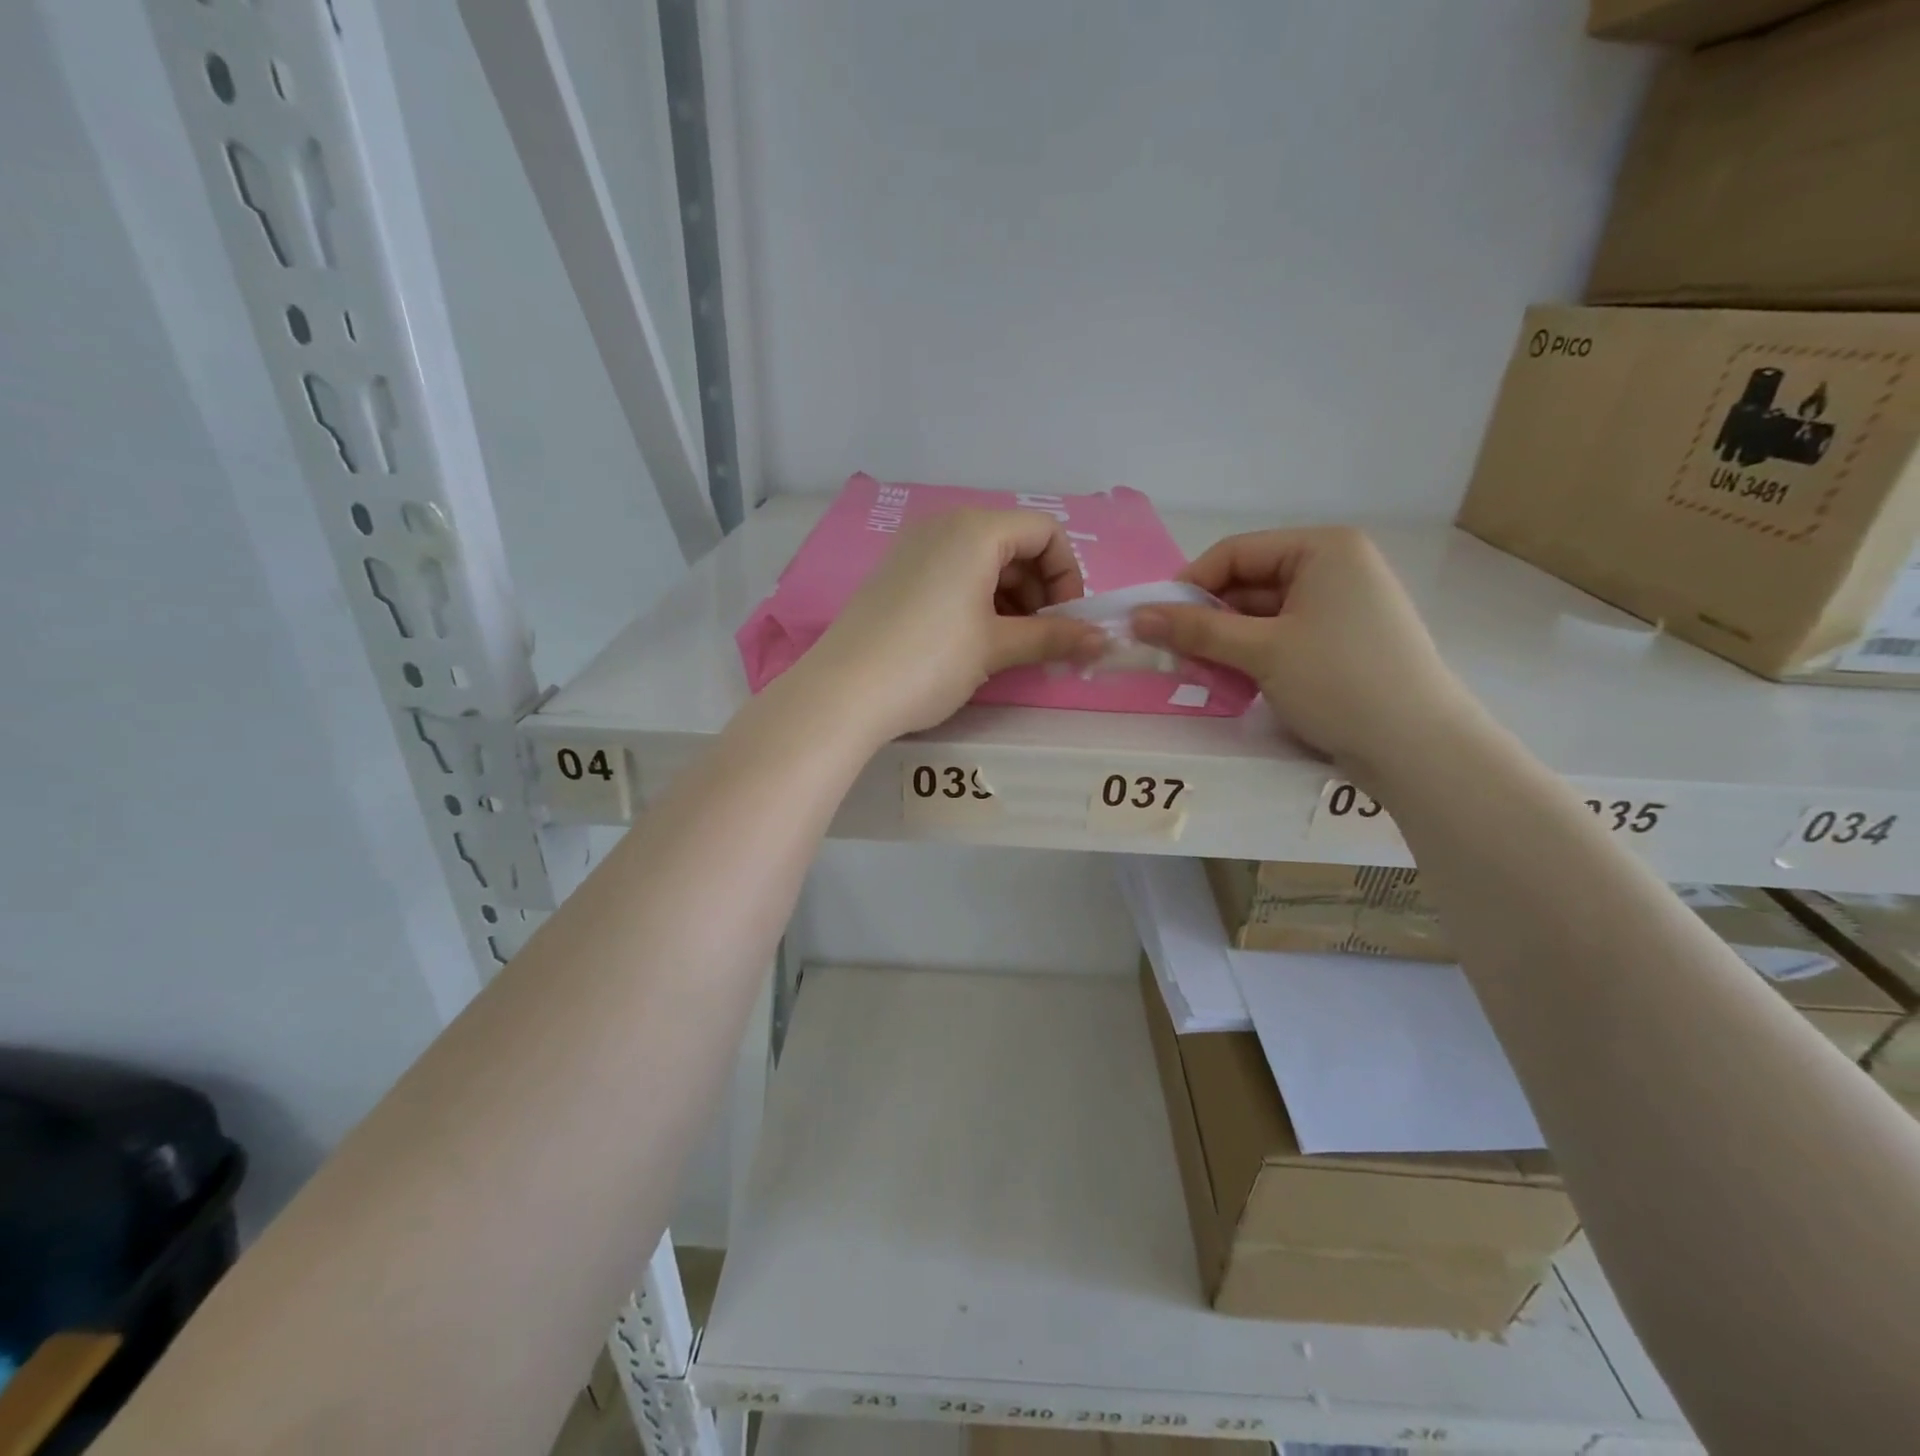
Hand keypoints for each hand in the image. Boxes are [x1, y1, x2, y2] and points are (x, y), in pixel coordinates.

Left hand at [799, 510, 1105, 741]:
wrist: (843, 692)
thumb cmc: (930, 660)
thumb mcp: (996, 647)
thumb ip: (1053, 637)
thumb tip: (1103, 641)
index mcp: (975, 529)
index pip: (1045, 532)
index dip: (1067, 576)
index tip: (1066, 621)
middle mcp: (943, 525)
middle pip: (1014, 544)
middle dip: (1039, 589)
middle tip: (1041, 639)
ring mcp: (914, 548)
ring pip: (982, 561)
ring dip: (1010, 598)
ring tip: (1009, 646)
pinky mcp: (895, 574)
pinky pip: (951, 573)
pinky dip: (976, 599)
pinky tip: (974, 640)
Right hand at [1133, 527, 1472, 776]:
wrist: (1418, 747)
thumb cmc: (1339, 681)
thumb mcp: (1261, 651)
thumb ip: (1196, 630)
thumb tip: (1136, 616)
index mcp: (1323, 549)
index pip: (1236, 553)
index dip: (1189, 585)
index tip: (1154, 622)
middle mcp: (1335, 568)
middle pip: (1248, 584)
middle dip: (1207, 619)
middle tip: (1173, 655)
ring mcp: (1341, 607)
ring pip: (1261, 615)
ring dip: (1226, 642)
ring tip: (1199, 673)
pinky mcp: (1341, 643)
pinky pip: (1281, 637)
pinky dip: (1252, 656)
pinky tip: (1233, 683)